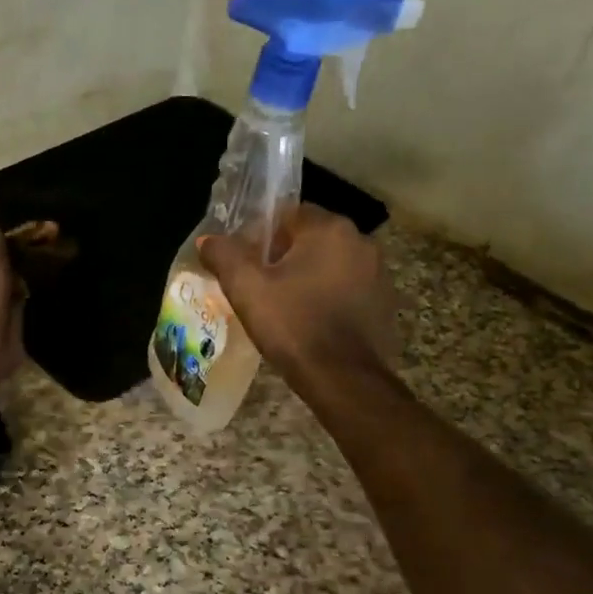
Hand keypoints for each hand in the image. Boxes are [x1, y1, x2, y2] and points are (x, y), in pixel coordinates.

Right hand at [198, 205, 397, 385]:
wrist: (344, 379)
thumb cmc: (293, 325)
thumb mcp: (246, 289)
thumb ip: (224, 255)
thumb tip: (207, 240)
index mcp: (329, 228)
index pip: (288, 214)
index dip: (262, 237)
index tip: (247, 264)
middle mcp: (361, 241)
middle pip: (312, 238)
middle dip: (286, 257)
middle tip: (261, 287)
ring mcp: (379, 272)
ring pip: (332, 264)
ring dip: (310, 277)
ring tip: (285, 307)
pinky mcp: (385, 302)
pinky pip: (349, 288)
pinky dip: (330, 297)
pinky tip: (312, 322)